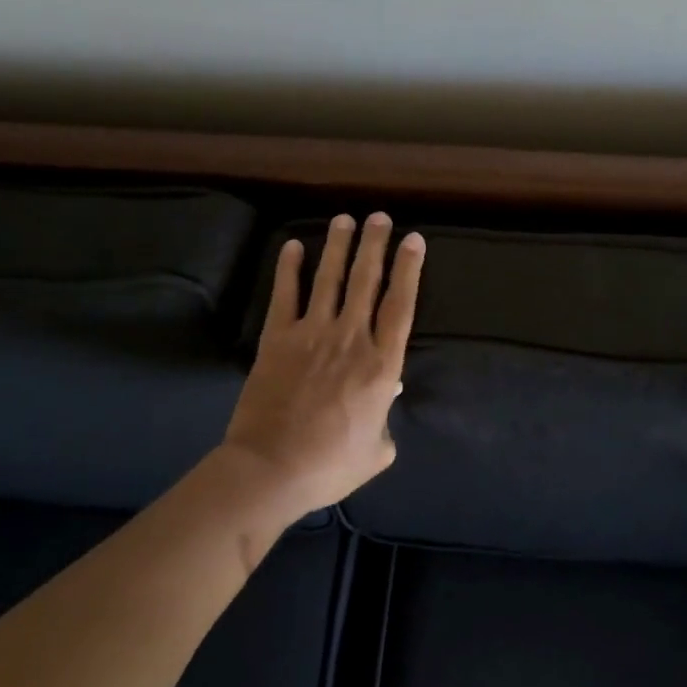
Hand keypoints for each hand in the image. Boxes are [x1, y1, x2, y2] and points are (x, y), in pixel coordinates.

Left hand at [222, 212, 425, 516]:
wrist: (272, 469)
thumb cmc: (330, 465)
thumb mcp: (376, 450)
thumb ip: (386, 419)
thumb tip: (387, 392)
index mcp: (381, 365)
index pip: (400, 305)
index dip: (409, 269)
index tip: (413, 240)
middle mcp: (351, 338)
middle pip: (366, 280)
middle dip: (375, 245)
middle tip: (379, 217)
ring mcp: (312, 334)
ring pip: (329, 279)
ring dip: (338, 246)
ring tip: (346, 219)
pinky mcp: (277, 338)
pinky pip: (285, 295)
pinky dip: (288, 268)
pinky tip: (292, 245)